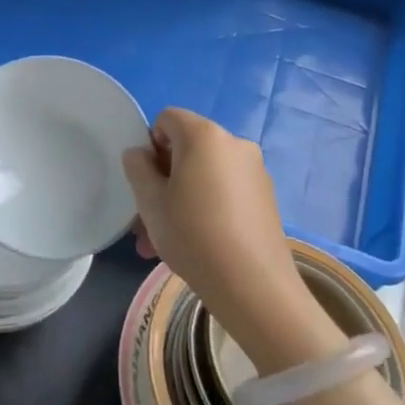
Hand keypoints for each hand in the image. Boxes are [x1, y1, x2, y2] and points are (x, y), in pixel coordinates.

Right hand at [122, 109, 307, 346]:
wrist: (253, 285)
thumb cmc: (193, 235)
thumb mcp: (150, 202)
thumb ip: (137, 168)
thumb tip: (140, 154)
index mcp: (204, 135)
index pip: (167, 119)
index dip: (150, 146)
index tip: (146, 183)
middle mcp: (234, 143)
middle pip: (187, 149)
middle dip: (163, 181)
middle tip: (147, 221)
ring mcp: (254, 170)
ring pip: (204, 175)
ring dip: (180, 200)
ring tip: (163, 244)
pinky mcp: (266, 197)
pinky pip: (225, 191)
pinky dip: (206, 207)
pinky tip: (197, 245)